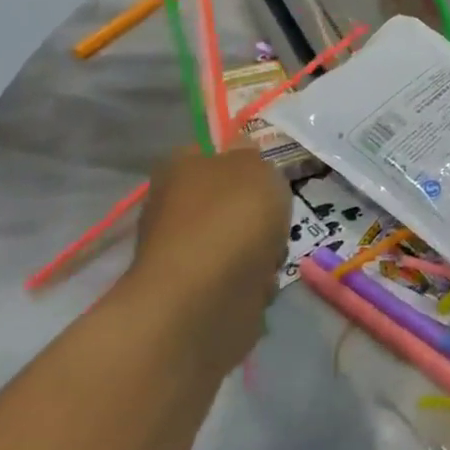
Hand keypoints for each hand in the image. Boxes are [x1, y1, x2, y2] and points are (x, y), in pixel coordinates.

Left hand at [123, 149, 290, 375]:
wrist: (207, 300)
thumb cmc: (232, 217)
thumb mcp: (254, 166)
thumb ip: (251, 154)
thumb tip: (239, 148)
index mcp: (178, 171)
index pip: (205, 151)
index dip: (237, 157)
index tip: (265, 169)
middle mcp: (172, 210)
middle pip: (227, 201)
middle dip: (257, 211)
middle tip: (276, 214)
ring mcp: (184, 255)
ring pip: (237, 241)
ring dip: (261, 248)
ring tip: (272, 255)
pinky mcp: (197, 295)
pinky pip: (237, 279)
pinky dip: (253, 282)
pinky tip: (260, 284)